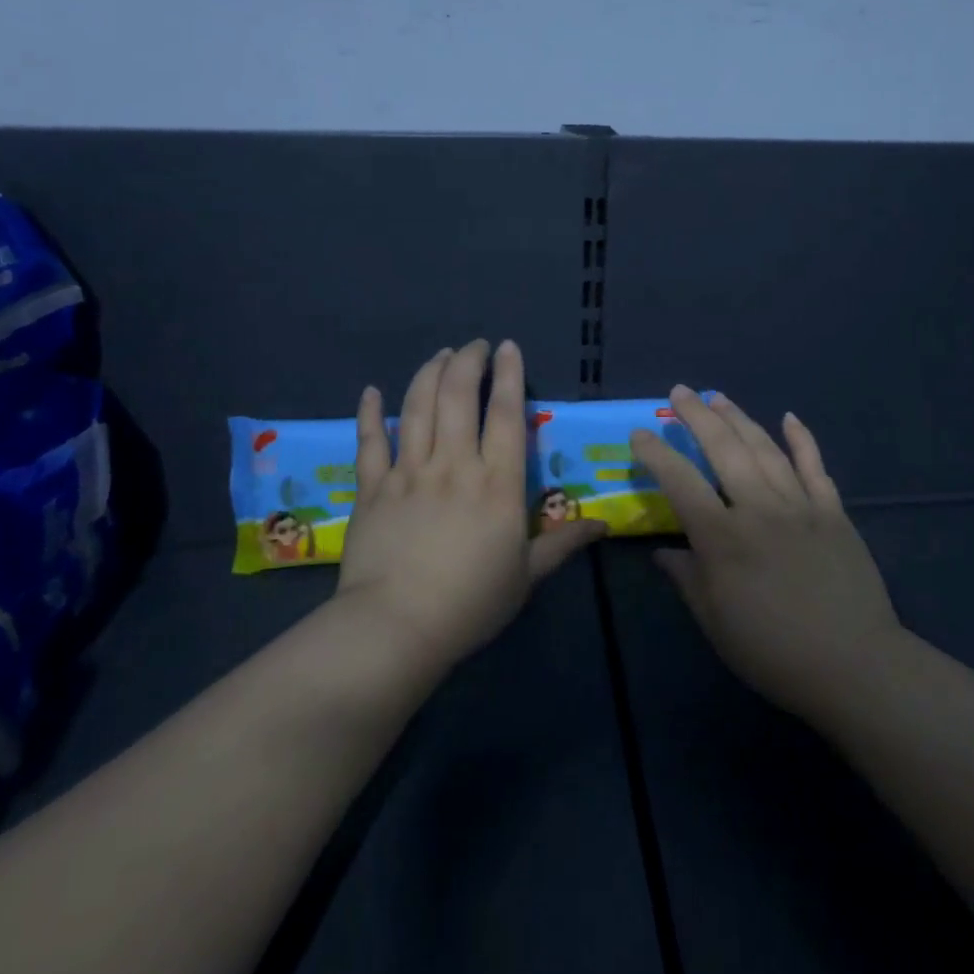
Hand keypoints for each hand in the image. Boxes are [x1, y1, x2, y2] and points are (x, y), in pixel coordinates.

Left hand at [334, 340, 604, 667]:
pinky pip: (370, 442)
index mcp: (497, 483)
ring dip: (429, 374)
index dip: (508, 375)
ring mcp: (409, 473)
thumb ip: (563, 544)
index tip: (508, 347)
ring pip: (418, 408)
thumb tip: (602, 526)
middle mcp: (454, 465)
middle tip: (475, 346)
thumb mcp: (527, 576)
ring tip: (441, 355)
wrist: (397, 627)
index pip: (505, 414)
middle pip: (458, 397)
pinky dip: (370, 413)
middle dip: (468, 362)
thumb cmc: (471, 603)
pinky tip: (372, 391)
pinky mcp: (372, 488)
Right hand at [630, 387, 900, 720]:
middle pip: (724, 449)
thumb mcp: (714, 620)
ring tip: (719, 398)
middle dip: (697, 416)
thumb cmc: (771, 650)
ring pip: (765, 449)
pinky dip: (802, 439)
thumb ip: (686, 578)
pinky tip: (790, 417)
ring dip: (740, 419)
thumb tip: (663, 552)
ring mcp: (800, 506)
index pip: (680, 482)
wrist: (852, 664)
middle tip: (680, 392)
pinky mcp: (833, 513)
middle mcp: (759, 508)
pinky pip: (815, 467)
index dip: (656, 454)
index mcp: (722, 537)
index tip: (640, 433)